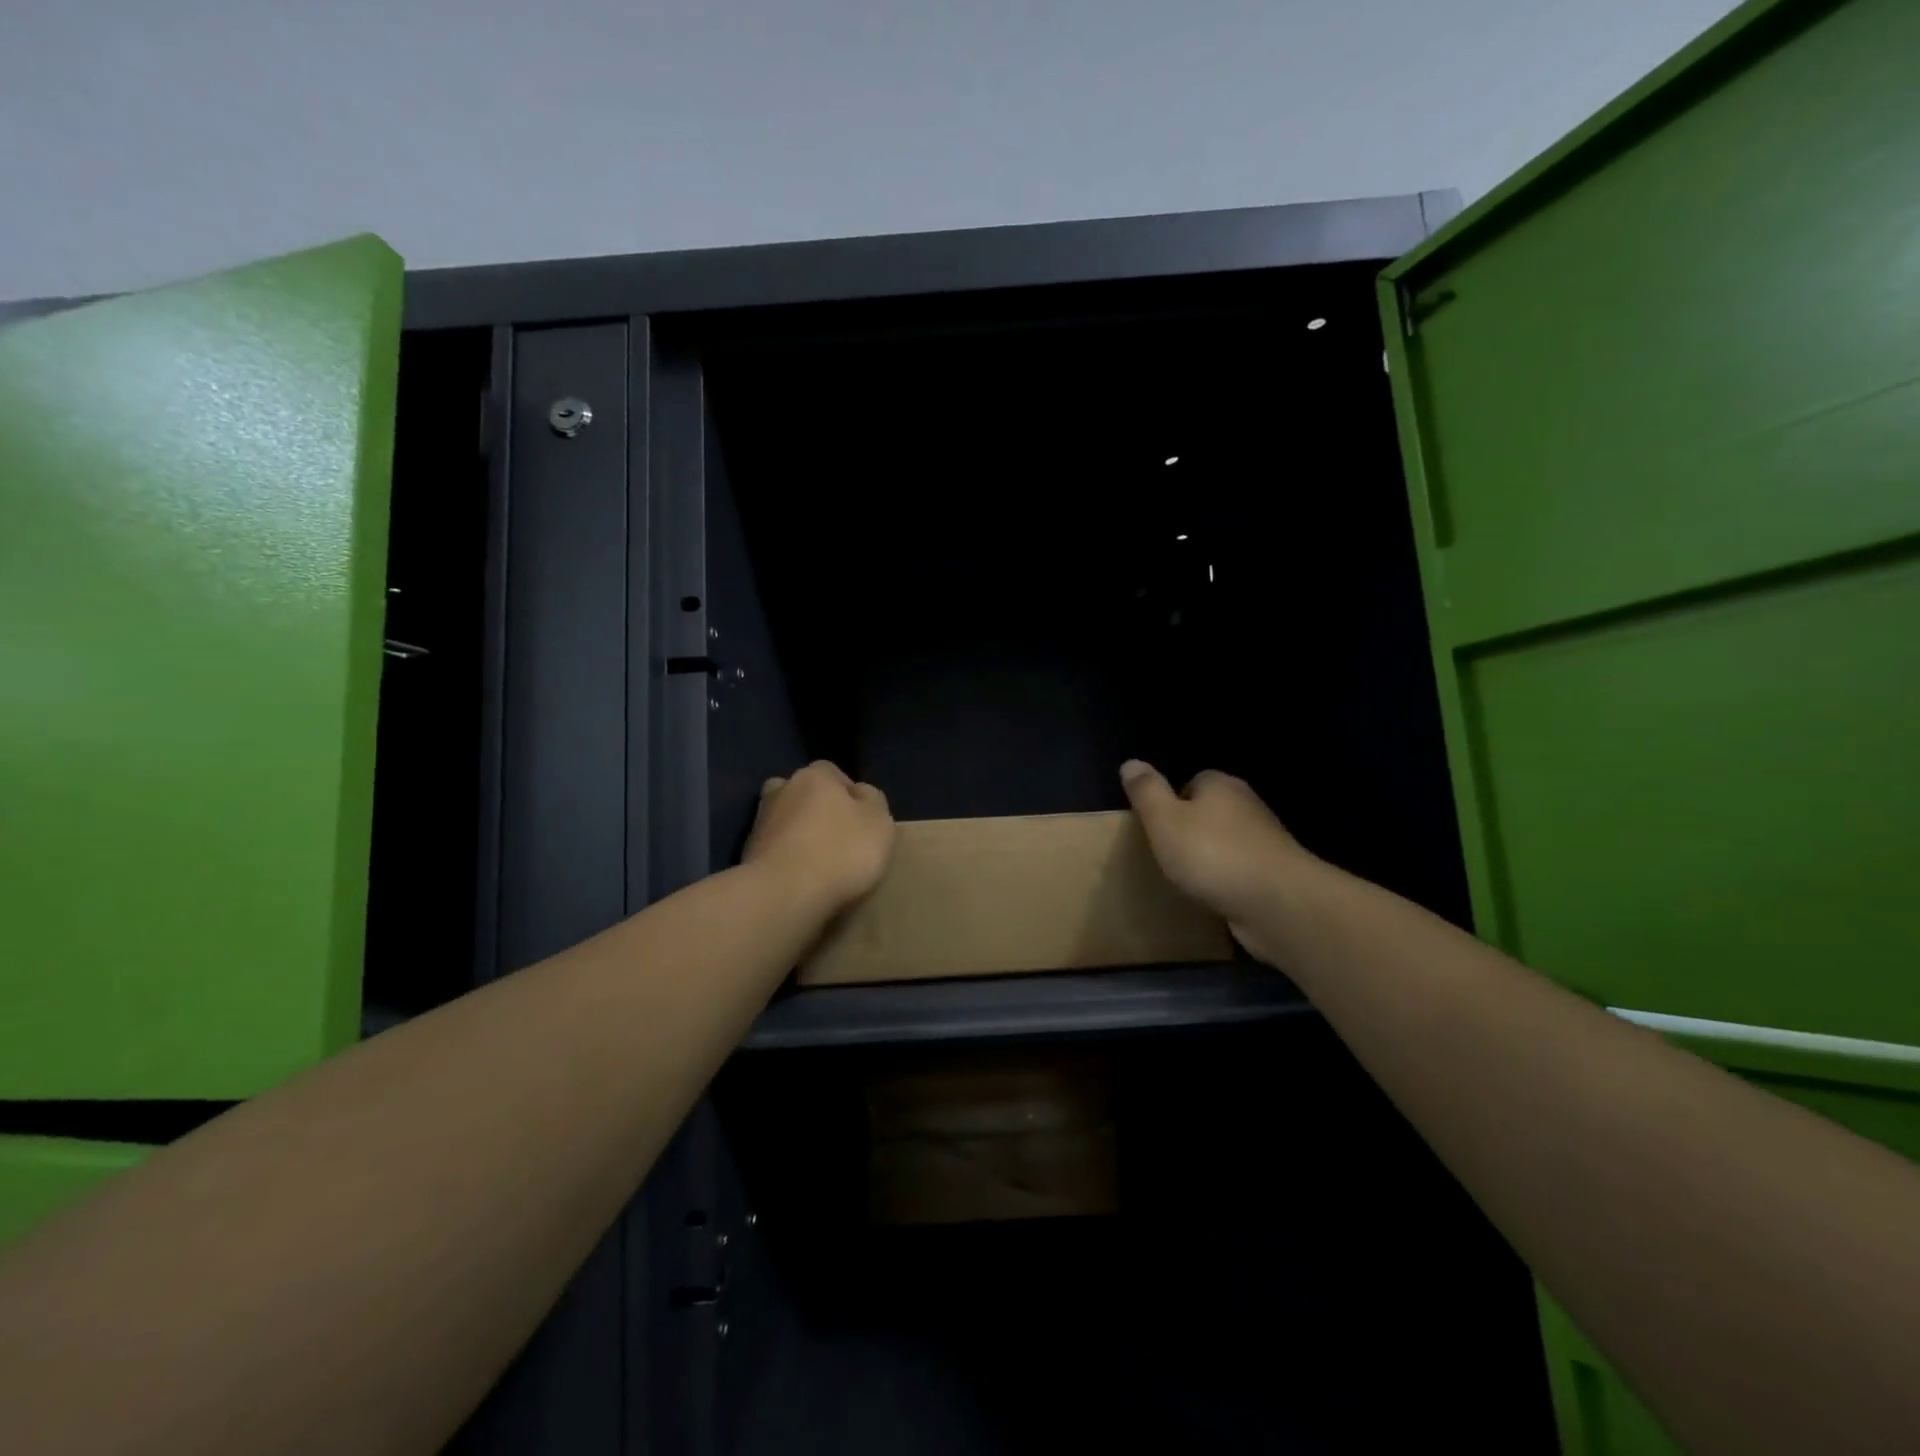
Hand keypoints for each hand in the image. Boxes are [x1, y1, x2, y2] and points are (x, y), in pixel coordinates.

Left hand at [744, 761, 894, 913]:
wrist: (784, 895)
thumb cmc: (841, 852)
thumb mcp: (879, 822)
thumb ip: (872, 800)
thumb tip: (858, 793)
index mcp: (815, 776)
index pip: (832, 773)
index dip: (847, 793)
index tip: (860, 819)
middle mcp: (782, 790)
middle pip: (803, 793)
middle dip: (817, 809)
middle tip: (837, 836)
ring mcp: (760, 822)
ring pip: (785, 820)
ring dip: (798, 833)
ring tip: (817, 860)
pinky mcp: (747, 854)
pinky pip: (774, 848)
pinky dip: (785, 857)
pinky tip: (799, 876)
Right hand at [1120, 761, 1320, 962]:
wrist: (1278, 903)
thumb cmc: (1213, 855)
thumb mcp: (1165, 820)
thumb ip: (1147, 792)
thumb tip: (1130, 762)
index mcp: (1220, 785)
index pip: (1192, 781)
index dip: (1172, 802)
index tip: (1156, 828)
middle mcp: (1247, 805)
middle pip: (1211, 811)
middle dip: (1191, 829)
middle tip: (1167, 854)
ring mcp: (1266, 840)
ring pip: (1227, 842)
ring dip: (1211, 857)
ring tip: (1188, 879)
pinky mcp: (1275, 873)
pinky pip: (1242, 870)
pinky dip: (1228, 880)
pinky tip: (1214, 897)